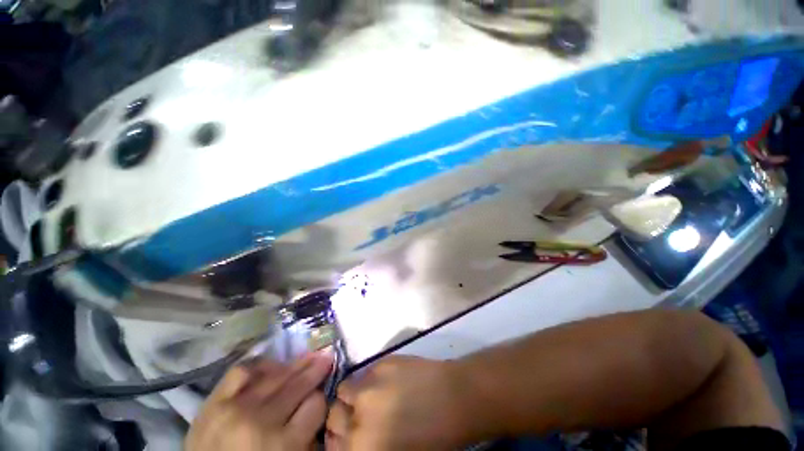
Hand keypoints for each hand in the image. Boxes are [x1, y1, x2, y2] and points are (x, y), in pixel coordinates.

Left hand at [186, 352, 333, 450]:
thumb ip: (306, 435)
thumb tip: (317, 402)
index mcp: (283, 446)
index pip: (316, 404)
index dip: (321, 398)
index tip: (321, 395)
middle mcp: (261, 422)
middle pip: (299, 384)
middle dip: (317, 369)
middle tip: (327, 358)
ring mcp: (235, 409)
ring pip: (277, 374)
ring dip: (296, 364)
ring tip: (306, 358)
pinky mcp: (213, 402)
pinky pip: (243, 371)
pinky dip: (259, 365)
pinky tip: (270, 366)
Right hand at [326, 356, 470, 450]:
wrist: (455, 400)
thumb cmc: (432, 439)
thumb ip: (366, 445)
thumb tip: (353, 436)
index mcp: (361, 448)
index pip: (332, 445)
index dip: (338, 440)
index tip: (346, 435)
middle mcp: (358, 417)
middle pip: (333, 414)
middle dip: (342, 416)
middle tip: (357, 415)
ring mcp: (369, 386)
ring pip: (345, 388)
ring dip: (354, 394)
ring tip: (371, 394)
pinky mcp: (382, 363)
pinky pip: (366, 372)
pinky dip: (371, 379)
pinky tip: (388, 381)